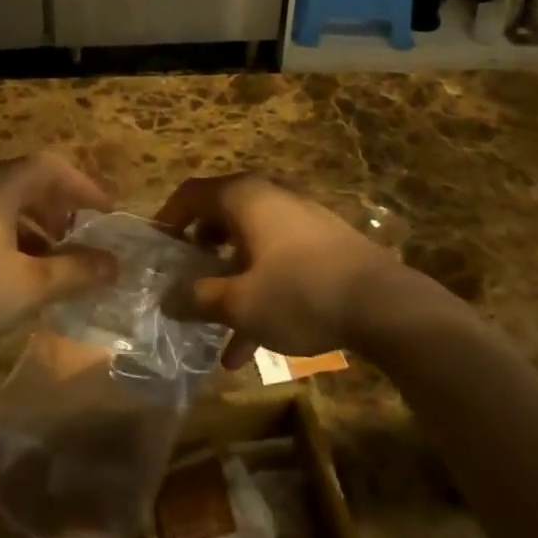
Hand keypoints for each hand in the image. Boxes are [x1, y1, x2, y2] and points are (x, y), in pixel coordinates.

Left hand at [0, 153, 118, 355]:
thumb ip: (76, 272)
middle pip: (25, 183)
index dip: (82, 185)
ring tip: (53, 257)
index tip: (106, 211)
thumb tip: (115, 264)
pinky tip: (17, 275)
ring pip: (4, 207)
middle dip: (58, 205)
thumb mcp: (32, 285)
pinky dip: (11, 241)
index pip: (49, 167)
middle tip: (79, 231)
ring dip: (35, 226)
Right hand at [153, 173, 400, 369]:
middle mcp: (269, 196)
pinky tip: (253, 344)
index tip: (155, 248)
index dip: (168, 218)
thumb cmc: (299, 292)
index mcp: (243, 197)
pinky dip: (259, 289)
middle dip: (199, 254)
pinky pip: (276, 259)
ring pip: (249, 245)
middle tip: (184, 282)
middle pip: (220, 217)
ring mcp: (298, 218)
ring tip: (217, 334)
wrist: (382, 303)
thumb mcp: (240, 303)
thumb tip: (167, 298)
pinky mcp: (320, 242)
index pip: (192, 193)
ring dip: (230, 284)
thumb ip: (198, 298)